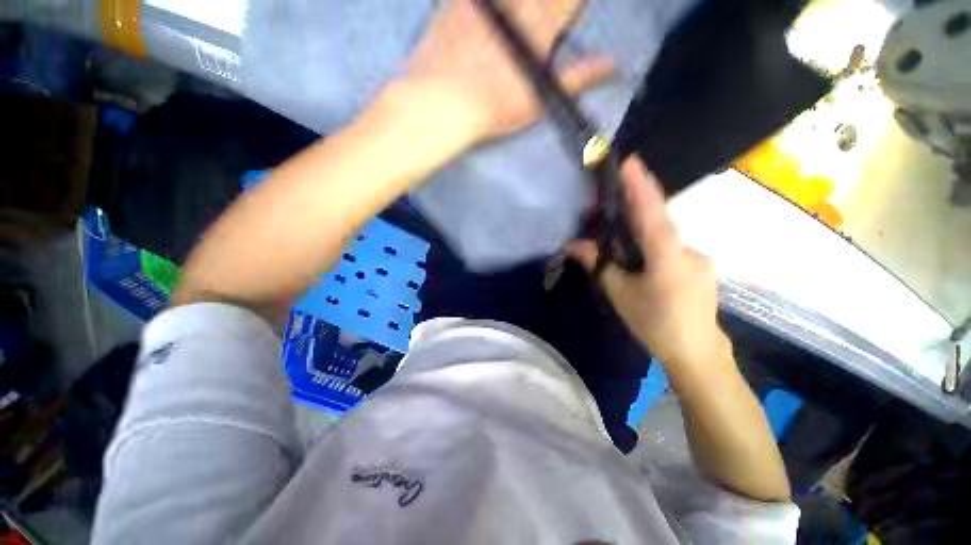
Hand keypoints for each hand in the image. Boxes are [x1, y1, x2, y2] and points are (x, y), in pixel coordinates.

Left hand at [406, 0, 613, 142]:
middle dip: (549, 9)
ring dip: (522, 12)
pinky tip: (492, 19)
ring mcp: (488, 1)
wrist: (443, 102)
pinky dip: (488, 10)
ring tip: (514, 37)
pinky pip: (475, 0)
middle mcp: (518, 2)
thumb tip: (614, 64)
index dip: (571, 9)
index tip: (565, 21)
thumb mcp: (540, 100)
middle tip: (539, 30)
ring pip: (515, 2)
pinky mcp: (458, 1)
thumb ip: (578, 77)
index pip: (570, 2)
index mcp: (542, 22)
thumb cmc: (495, 107)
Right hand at [569, 157, 727, 366]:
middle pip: (658, 219)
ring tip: (619, 229)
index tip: (630, 161)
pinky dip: (653, 242)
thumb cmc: (654, 323)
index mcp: (668, 255)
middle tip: (611, 197)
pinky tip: (640, 255)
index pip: (651, 212)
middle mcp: (688, 249)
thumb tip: (572, 244)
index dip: (640, 185)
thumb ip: (598, 263)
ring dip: (642, 226)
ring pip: (665, 234)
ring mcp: (698, 257)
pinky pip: (672, 246)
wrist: (697, 352)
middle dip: (636, 203)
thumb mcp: (619, 293)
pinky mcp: (699, 266)